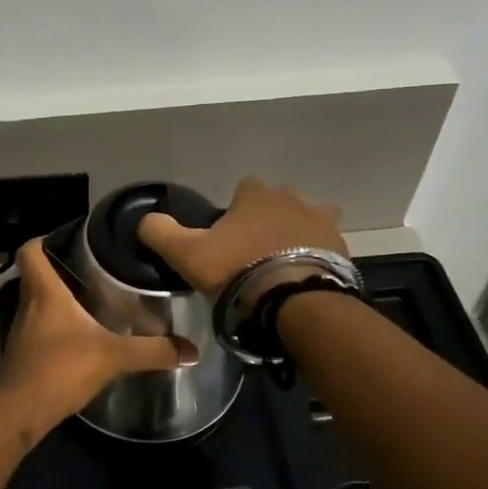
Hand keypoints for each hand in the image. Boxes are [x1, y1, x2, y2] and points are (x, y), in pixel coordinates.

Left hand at [0, 239, 181, 427]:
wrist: (20, 412)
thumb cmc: (60, 369)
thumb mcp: (113, 357)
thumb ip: (152, 351)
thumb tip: (192, 350)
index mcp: (44, 292)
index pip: (29, 251)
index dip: (43, 239)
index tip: (69, 240)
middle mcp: (28, 304)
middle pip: (36, 275)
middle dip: (61, 269)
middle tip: (94, 269)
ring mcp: (21, 330)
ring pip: (37, 302)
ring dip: (59, 299)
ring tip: (93, 300)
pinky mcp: (23, 353)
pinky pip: (39, 328)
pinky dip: (56, 326)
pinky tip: (80, 337)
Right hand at [137, 177, 346, 296]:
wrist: (294, 300)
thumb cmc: (237, 270)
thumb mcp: (186, 254)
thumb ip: (160, 232)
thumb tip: (145, 219)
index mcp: (255, 195)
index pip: (244, 188)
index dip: (234, 210)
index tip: (228, 235)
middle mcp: (292, 199)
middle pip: (278, 202)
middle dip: (268, 220)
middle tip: (255, 252)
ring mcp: (321, 222)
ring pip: (307, 220)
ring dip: (298, 235)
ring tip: (284, 264)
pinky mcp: (342, 248)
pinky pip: (327, 247)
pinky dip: (317, 257)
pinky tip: (303, 278)